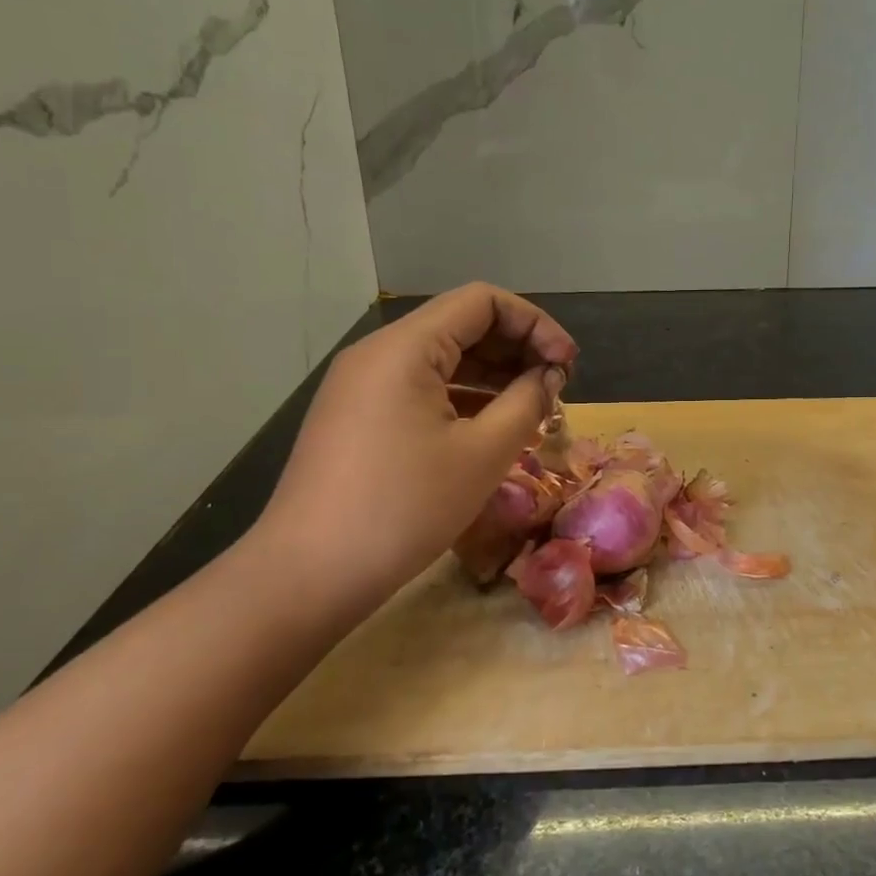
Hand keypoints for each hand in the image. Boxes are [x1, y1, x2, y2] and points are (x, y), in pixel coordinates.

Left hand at [247, 283, 576, 621]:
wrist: (308, 574)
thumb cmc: (404, 508)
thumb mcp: (482, 454)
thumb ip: (526, 402)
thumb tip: (548, 376)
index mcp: (405, 347)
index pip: (483, 302)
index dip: (535, 325)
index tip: (567, 366)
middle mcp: (378, 353)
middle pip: (461, 325)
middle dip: (517, 349)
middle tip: (556, 389)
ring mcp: (362, 385)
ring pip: (442, 358)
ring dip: (493, 375)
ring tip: (533, 408)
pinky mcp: (357, 416)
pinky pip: (420, 388)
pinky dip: (463, 397)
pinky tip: (492, 426)